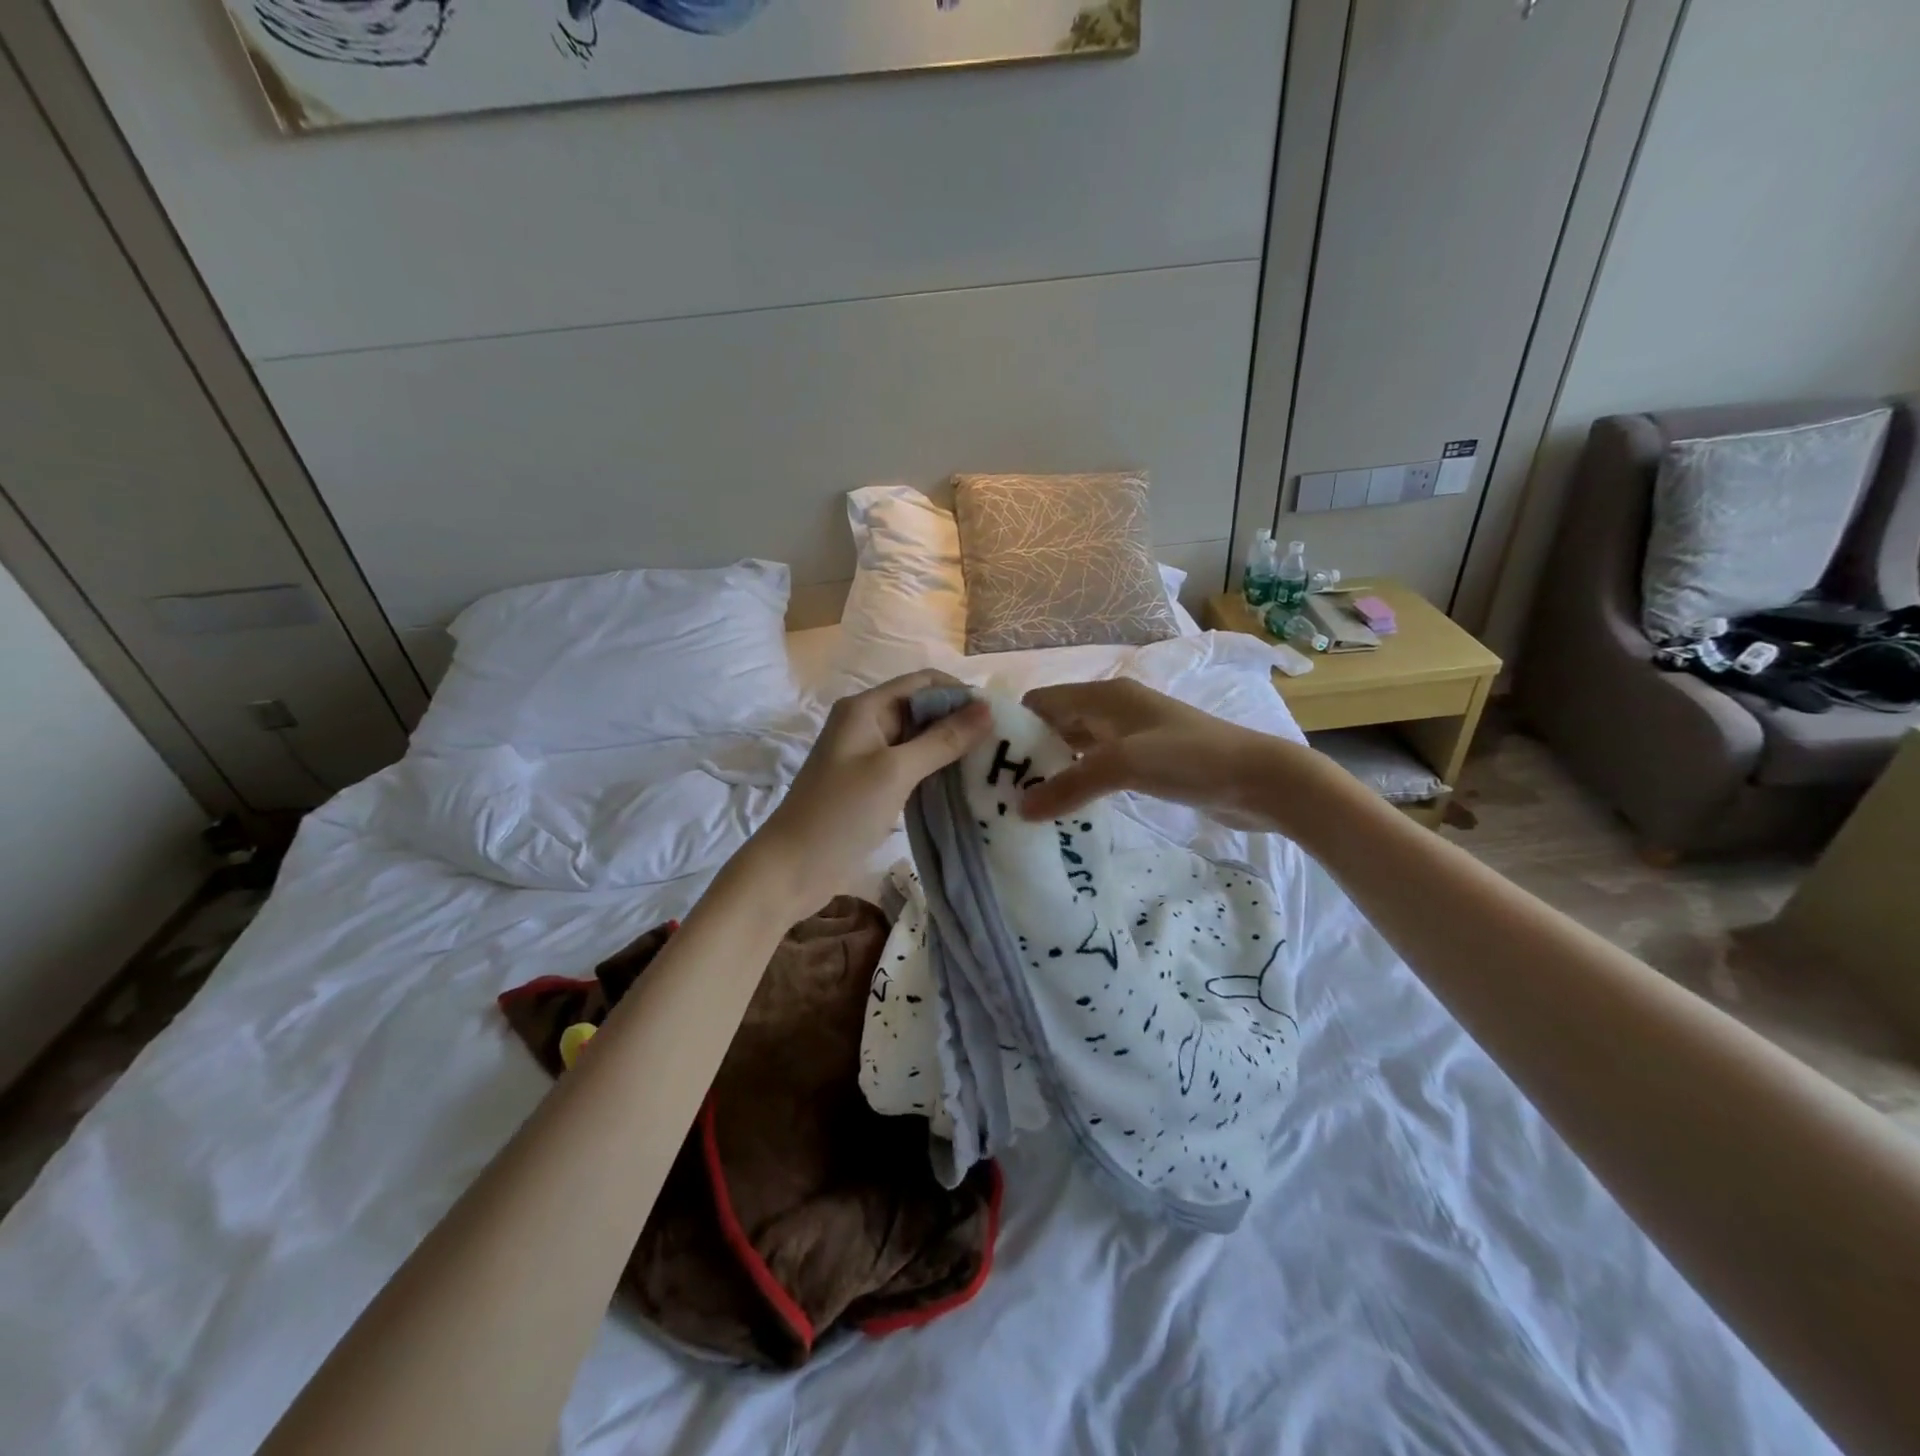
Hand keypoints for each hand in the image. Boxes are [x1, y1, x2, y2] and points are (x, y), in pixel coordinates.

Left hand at [741, 670, 991, 914]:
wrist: (792, 868)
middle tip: (1002, 746)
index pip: (924, 683)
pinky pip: (912, 767)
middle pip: (923, 710)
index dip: (961, 693)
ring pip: (920, 740)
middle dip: (960, 722)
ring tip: (991, 766)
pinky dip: (937, 771)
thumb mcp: (895, 772)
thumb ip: (942, 740)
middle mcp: (867, 724)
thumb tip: (987, 709)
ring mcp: (868, 756)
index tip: (999, 717)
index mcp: (866, 708)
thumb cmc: (840, 813)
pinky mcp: (872, 784)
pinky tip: (965, 785)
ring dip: (951, 749)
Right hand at [1018, 678, 1349, 833]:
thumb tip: (1020, 810)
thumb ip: (1070, 785)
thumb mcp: (1124, 766)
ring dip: (1054, 769)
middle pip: (1057, 723)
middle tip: (1001, 789)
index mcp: (1105, 696)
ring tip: (1025, 802)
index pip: (1043, 701)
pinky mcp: (1148, 761)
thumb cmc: (1190, 758)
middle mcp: (1114, 708)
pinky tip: (1066, 808)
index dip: (1014, 725)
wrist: (1260, 778)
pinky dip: (1079, 782)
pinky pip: (1099, 766)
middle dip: (1030, 752)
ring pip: (1078, 746)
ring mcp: (1132, 735)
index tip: (987, 759)